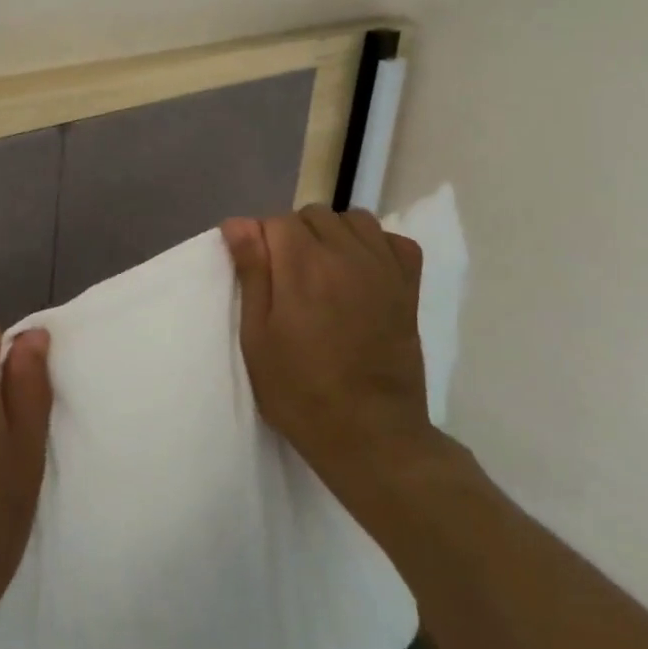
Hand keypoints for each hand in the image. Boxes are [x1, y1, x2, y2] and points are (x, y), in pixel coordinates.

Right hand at [222, 206, 441, 513]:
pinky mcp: (408, 286)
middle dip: (294, 235)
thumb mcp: (258, 336)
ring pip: (354, 220)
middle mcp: (346, 254)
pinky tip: (362, 271)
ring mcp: (383, 268)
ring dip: (333, 234)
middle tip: (286, 280)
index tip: (257, 274)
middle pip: (314, 215)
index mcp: (303, 265)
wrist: (370, 433)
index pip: (275, 221)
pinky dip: (375, 245)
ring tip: (323, 271)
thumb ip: (252, 273)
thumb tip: (239, 222)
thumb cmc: (300, 390)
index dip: (260, 242)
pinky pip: (393, 241)